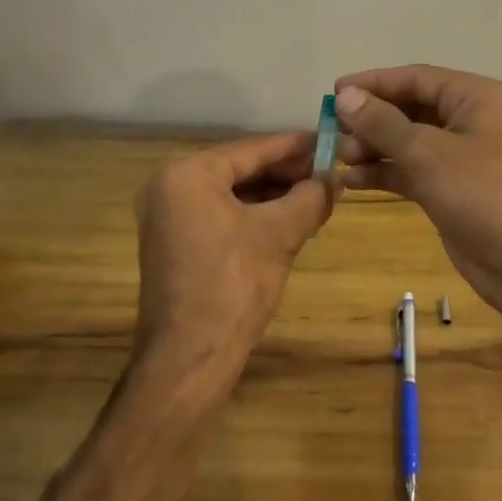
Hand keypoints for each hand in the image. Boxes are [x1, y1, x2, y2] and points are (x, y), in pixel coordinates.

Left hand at [133, 131, 334, 391]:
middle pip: (240, 169)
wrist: (189, 359)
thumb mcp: (280, 234)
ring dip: (272, 195)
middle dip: (285, 173)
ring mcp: (166, 216)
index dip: (294, 146)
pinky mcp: (173, 243)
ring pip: (231, 193)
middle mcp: (169, 186)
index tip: (328, 141)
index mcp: (187, 174)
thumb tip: (335, 179)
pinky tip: (287, 219)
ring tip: (315, 195)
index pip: (252, 149)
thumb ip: (310, 197)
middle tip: (327, 172)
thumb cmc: (233, 285)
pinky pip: (219, 214)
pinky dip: (252, 214)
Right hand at [334, 66, 501, 321]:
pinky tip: (353, 181)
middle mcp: (467, 119)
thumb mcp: (426, 153)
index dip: (373, 83)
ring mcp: (459, 155)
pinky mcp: (450, 187)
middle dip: (371, 119)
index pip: (415, 77)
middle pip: (409, 107)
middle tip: (333, 130)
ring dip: (374, 147)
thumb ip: (382, 123)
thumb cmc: (480, 193)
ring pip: (407, 140)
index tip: (334, 93)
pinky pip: (410, 169)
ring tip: (341, 158)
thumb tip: (345, 96)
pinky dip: (385, 172)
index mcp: (473, 97)